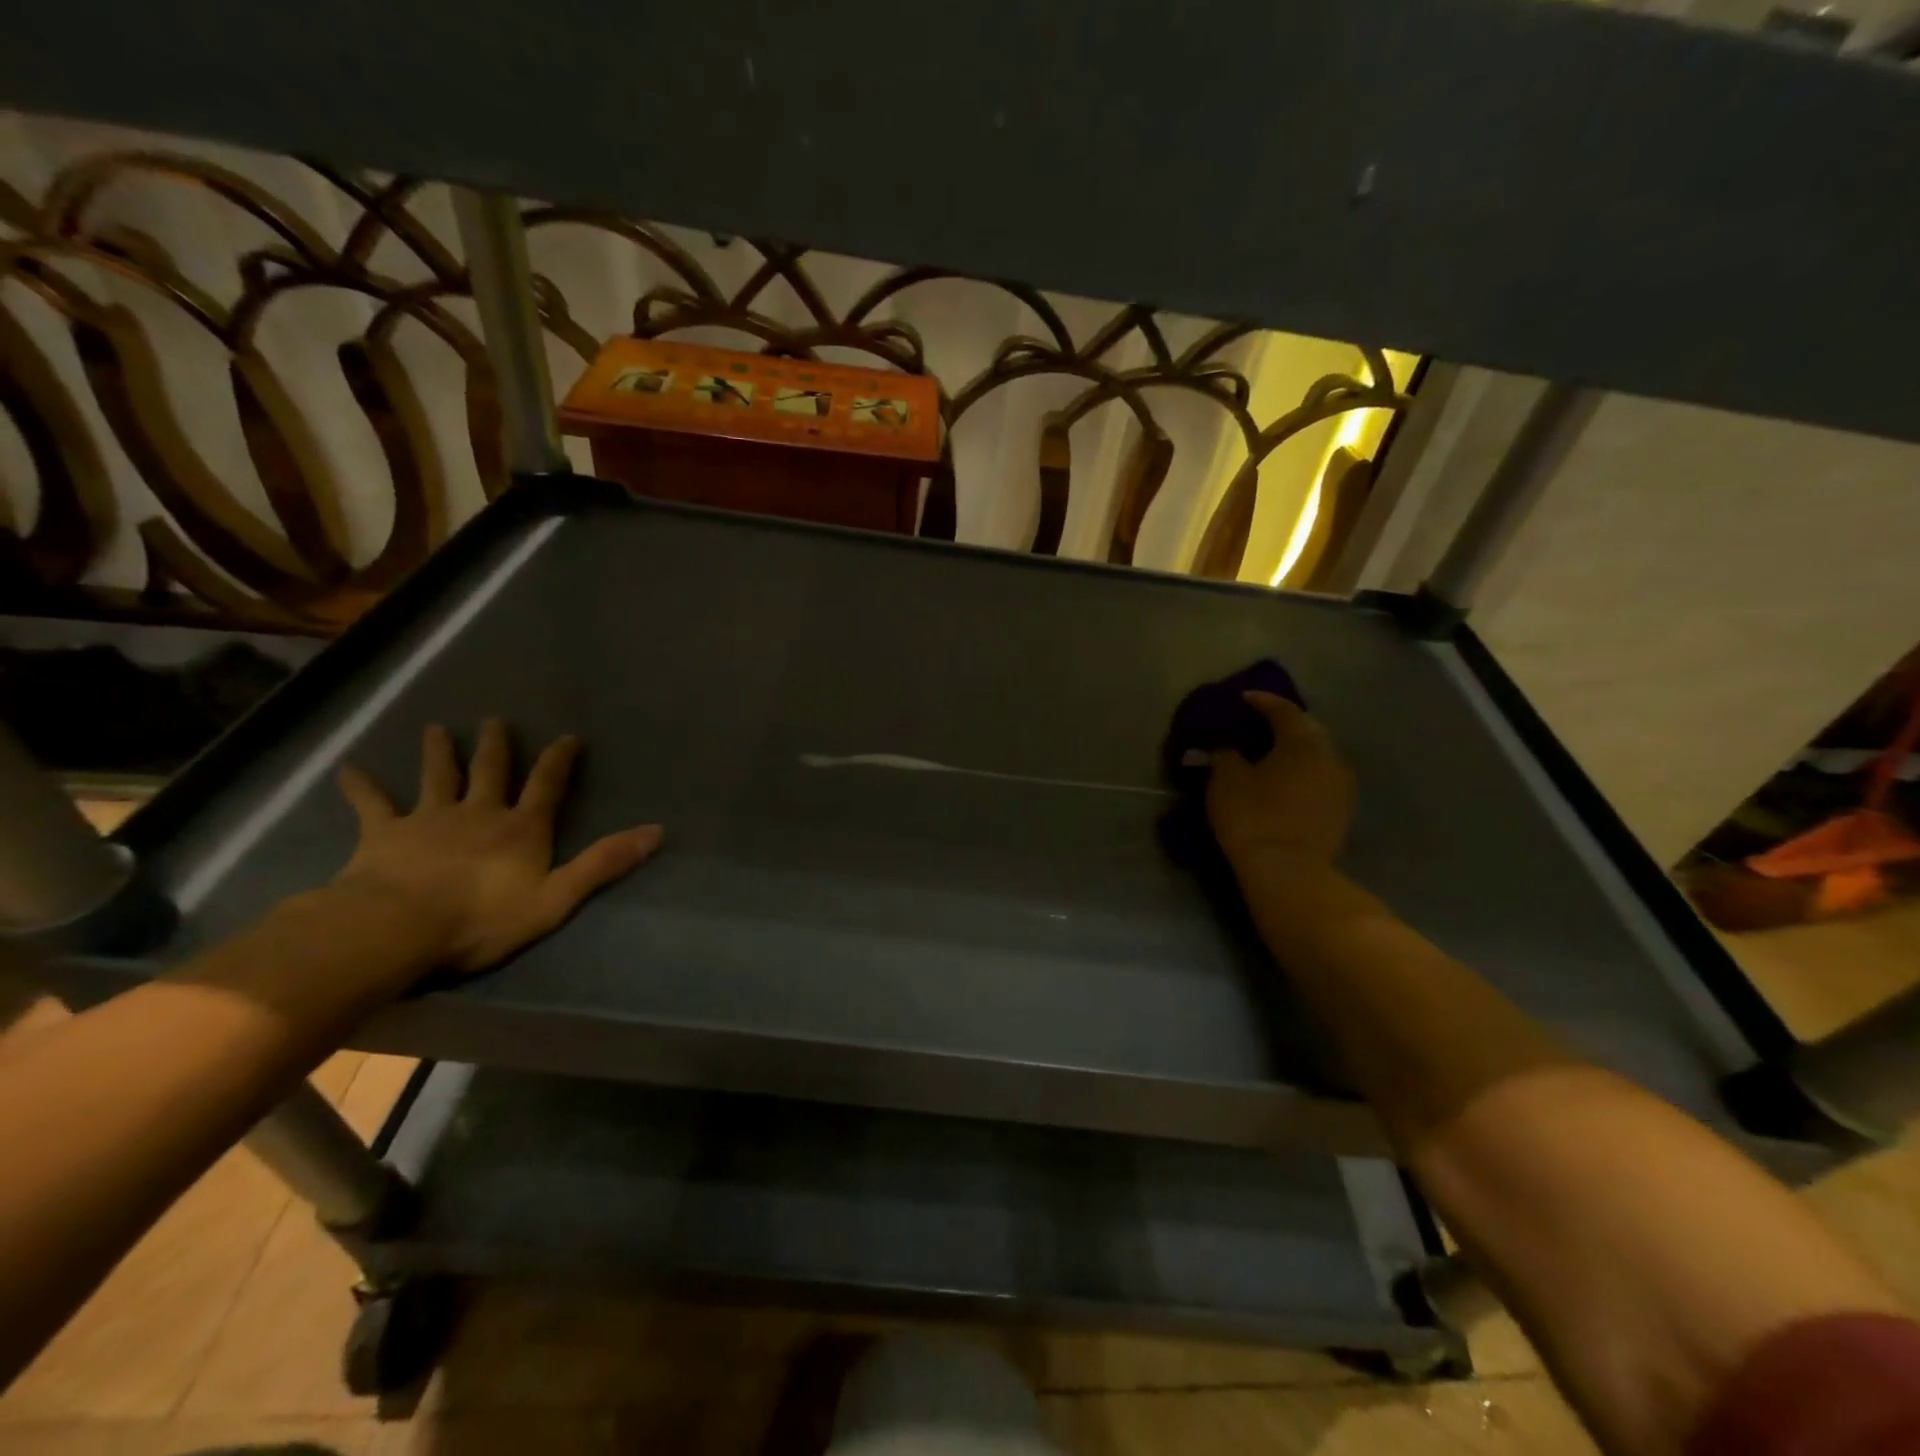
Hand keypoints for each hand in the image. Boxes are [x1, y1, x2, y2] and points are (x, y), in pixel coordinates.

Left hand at [332, 720, 662, 974]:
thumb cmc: (483, 918)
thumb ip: (604, 863)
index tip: (568, 737)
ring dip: (440, 753)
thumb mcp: (557, 897)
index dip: (560, 760)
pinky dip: (361, 786)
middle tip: (496, 721)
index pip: (547, 785)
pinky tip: (348, 768)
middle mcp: (479, 812)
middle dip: (497, 746)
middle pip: (491, 771)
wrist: (398, 927)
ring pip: (438, 777)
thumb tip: (656, 831)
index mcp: (521, 828)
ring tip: (437, 729)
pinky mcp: (384, 834)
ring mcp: (429, 819)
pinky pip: (371, 805)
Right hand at [1205, 692, 1354, 870]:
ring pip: (1317, 755)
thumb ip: (1224, 755)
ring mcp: (1342, 785)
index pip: (1283, 709)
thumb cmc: (1253, 817)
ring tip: (1270, 756)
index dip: (1262, 701)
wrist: (1289, 873)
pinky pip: (1320, 778)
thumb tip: (1225, 747)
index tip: (1243, 698)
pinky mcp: (1342, 811)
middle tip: (1258, 725)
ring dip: (1295, 751)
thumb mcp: (1226, 780)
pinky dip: (1302, 773)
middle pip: (1307, 729)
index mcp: (1302, 741)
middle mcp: (1330, 755)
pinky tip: (1285, 782)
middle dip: (1283, 724)